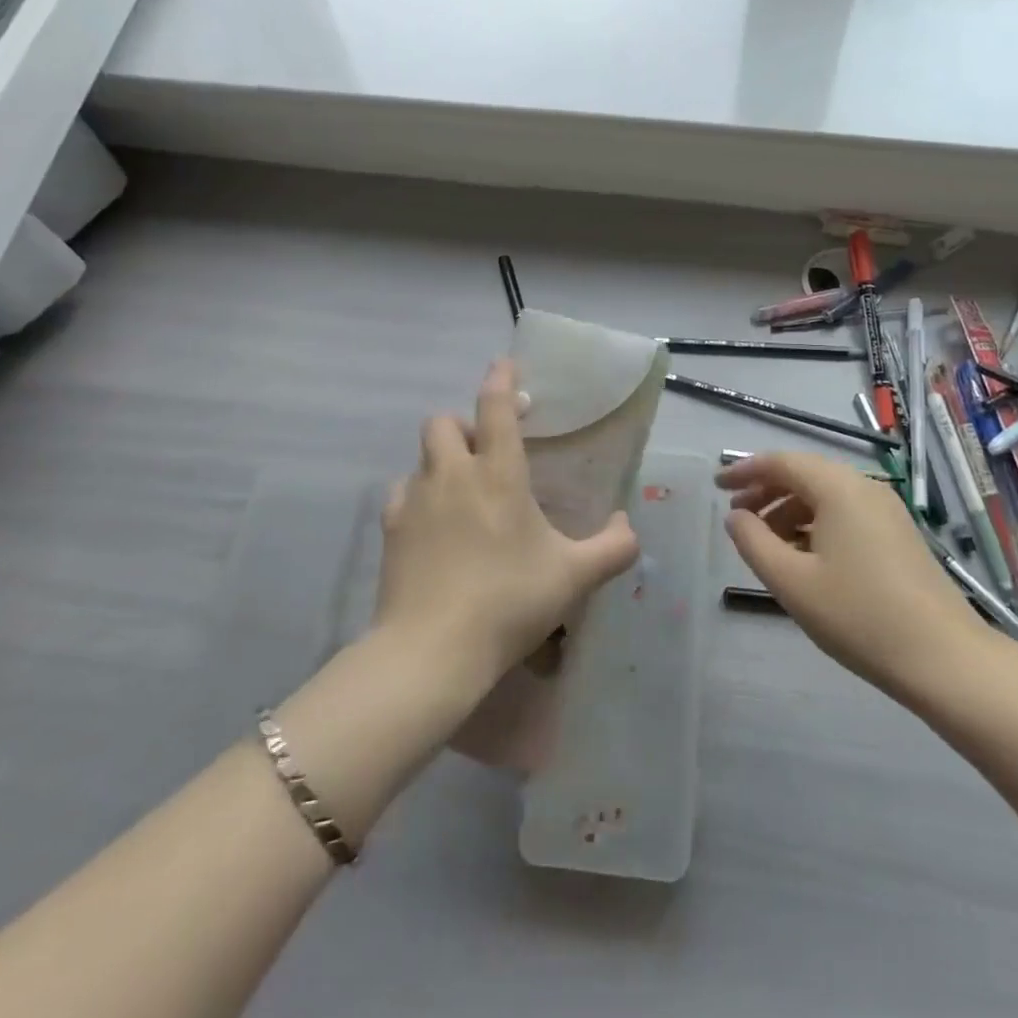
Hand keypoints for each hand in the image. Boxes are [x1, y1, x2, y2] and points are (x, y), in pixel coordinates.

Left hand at [377, 359, 639, 679]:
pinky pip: (403, 493)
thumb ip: (613, 548)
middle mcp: (452, 475)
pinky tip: (434, 525)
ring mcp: (415, 500)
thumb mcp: (575, 577)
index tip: (507, 365)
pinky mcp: (390, 530)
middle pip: (444, 422)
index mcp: (498, 474)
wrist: (432, 651)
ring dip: (442, 461)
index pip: (496, 408)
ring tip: (462, 493)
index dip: (502, 380)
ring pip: (422, 457)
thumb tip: (627, 525)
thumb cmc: (509, 602)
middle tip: (488, 452)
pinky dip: (419, 496)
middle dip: (465, 425)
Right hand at [718, 452, 976, 699]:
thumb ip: (754, 543)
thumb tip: (735, 517)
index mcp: (838, 488)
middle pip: (805, 475)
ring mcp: (886, 510)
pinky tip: (804, 558)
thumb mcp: (792, 582)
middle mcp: (864, 487)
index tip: (716, 486)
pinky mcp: (898, 535)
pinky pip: (846, 514)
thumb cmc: (859, 616)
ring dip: (789, 511)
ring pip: (826, 496)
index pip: (781, 462)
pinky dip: (815, 525)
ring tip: (765, 544)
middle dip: (766, 491)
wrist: (945, 658)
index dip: (744, 470)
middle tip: (736, 517)